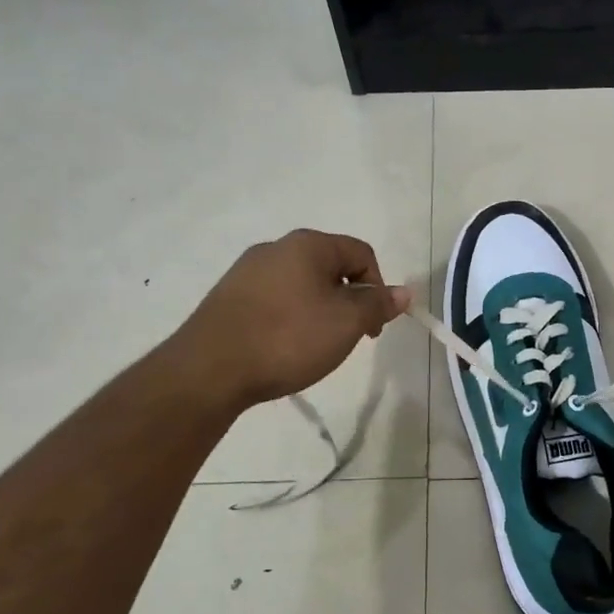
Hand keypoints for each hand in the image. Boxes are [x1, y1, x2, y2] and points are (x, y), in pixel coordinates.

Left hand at [177, 230, 411, 409]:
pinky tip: (282, 347)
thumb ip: (378, 304)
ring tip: (314, 347)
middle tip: (348, 338)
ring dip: (319, 311)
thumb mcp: (346, 323)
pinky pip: (274, 300)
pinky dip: (289, 318)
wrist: (209, 369)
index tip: (374, 327)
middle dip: (348, 301)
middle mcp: (276, 247)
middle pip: (331, 268)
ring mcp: (246, 271)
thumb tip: (404, 292)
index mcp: (308, 244)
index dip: (378, 288)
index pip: (362, 253)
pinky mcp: (228, 297)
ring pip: (302, 285)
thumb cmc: (288, 338)